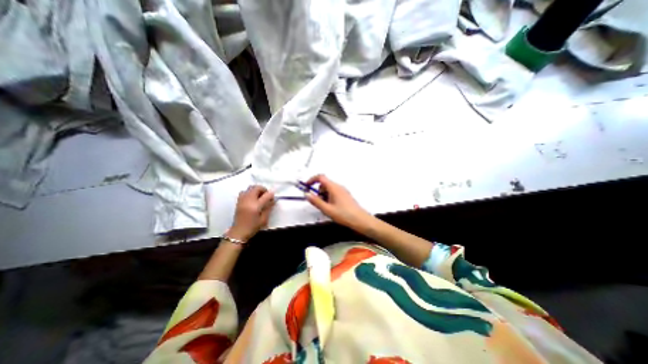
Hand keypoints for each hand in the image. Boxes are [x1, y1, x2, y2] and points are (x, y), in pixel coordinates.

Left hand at [229, 185, 274, 241]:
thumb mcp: (264, 219)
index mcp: (256, 206)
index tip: (273, 198)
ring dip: (256, 190)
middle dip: (264, 190)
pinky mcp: (238, 201)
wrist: (238, 232)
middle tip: (266, 195)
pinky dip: (250, 192)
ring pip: (250, 188)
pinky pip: (244, 191)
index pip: (266, 195)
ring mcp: (242, 199)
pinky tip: (252, 198)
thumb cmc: (253, 227)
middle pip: (257, 188)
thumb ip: (269, 208)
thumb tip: (273, 200)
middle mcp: (248, 200)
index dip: (271, 195)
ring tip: (259, 196)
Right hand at [302, 174, 369, 229]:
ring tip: (327, 207)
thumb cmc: (344, 214)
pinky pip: (334, 193)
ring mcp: (342, 191)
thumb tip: (307, 194)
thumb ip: (316, 201)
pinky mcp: (345, 195)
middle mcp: (338, 187)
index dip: (312, 180)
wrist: (360, 220)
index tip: (307, 187)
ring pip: (329, 189)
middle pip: (324, 184)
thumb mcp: (327, 209)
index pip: (320, 177)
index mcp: (334, 187)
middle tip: (320, 202)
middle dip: (319, 191)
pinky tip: (332, 208)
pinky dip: (329, 197)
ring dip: (324, 195)